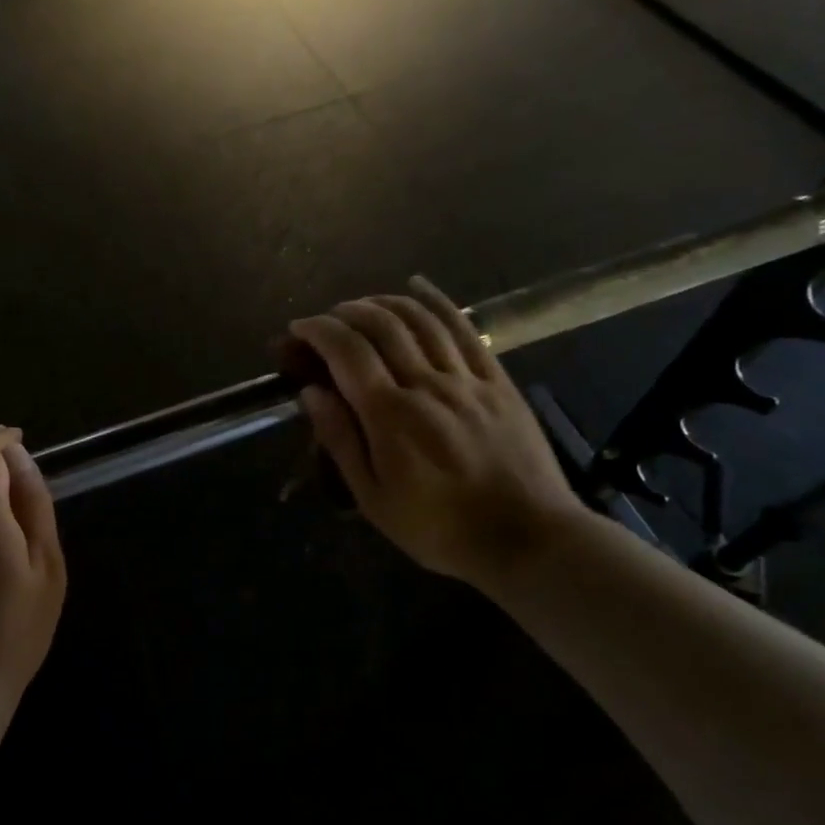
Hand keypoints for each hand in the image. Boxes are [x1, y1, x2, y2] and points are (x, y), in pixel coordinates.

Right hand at [289, 277, 586, 591]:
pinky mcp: (497, 379)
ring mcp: (466, 378)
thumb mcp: (374, 498)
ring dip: (384, 301)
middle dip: (346, 312)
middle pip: (381, 325)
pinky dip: (437, 301)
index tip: (298, 330)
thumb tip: (311, 392)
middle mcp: (426, 384)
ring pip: (420, 318)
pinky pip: (464, 328)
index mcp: (390, 415)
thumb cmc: (440, 528)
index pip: (346, 351)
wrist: (526, 538)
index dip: (317, 330)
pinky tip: (419, 286)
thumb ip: (341, 440)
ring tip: (363, 305)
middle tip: (328, 320)